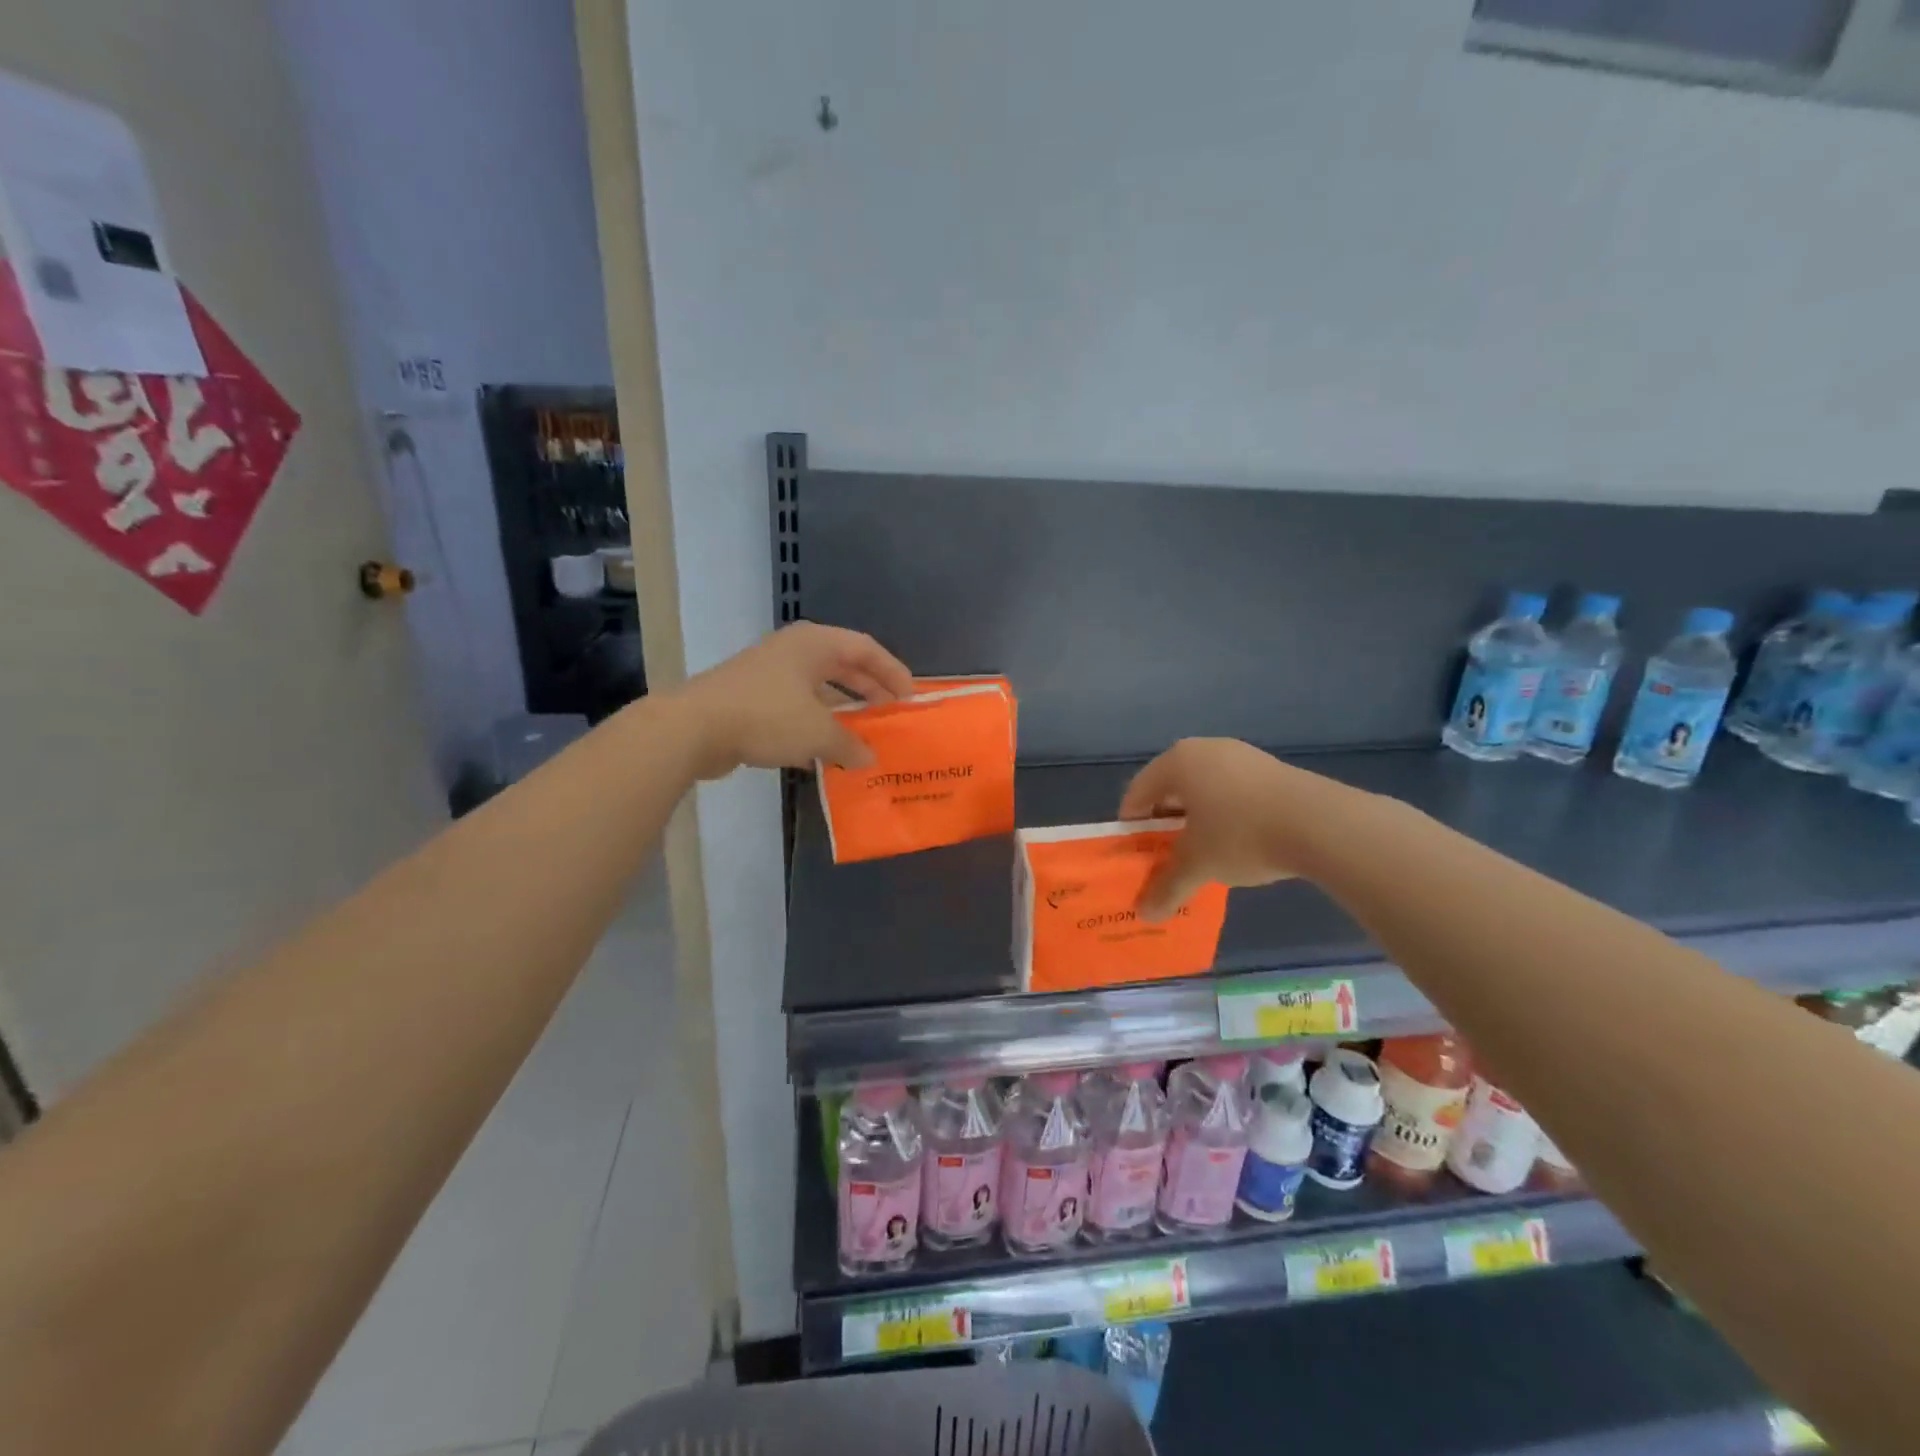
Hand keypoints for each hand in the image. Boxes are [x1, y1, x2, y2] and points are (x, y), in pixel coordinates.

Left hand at [679, 622, 914, 777]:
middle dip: (869, 691)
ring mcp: (770, 674)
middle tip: (891, 714)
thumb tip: (869, 758)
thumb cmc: (767, 716)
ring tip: (864, 736)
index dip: (893, 671)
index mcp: (815, 644)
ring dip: (842, 712)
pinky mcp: (752, 699)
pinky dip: (815, 726)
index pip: (866, 649)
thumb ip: (850, 744)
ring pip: (819, 690)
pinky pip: (796, 709)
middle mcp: (794, 652)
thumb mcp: (818, 732)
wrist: (694, 728)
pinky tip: (825, 754)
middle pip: (844, 666)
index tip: (910, 697)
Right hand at [1118, 738, 1351, 919]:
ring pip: (1204, 789)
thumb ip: (1167, 887)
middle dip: (1165, 823)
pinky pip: (1233, 790)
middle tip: (1164, 855)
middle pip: (1171, 788)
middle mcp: (1205, 749)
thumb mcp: (1198, 865)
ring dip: (1196, 819)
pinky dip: (1225, 814)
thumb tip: (1145, 914)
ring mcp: (1242, 755)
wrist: (1321, 824)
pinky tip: (1237, 843)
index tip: (1134, 853)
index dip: (1131, 824)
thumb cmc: (1240, 835)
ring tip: (1202, 853)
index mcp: (1177, 762)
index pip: (1138, 792)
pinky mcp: (1272, 769)